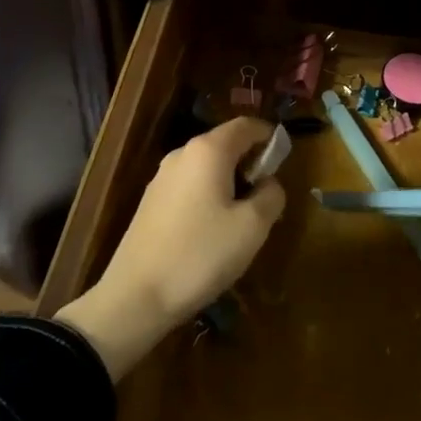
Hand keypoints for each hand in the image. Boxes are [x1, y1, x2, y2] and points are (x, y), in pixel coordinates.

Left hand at [57, 118, 285, 379]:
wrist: (135, 296)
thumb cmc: (201, 254)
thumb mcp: (252, 228)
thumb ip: (271, 195)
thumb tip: (269, 183)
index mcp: (209, 150)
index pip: (246, 125)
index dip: (269, 135)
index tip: (285, 156)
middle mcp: (183, 153)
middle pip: (225, 143)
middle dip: (250, 161)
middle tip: (267, 193)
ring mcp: (162, 176)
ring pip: (206, 166)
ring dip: (229, 180)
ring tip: (242, 217)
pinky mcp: (151, 200)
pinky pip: (190, 185)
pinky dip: (208, 194)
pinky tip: (212, 230)